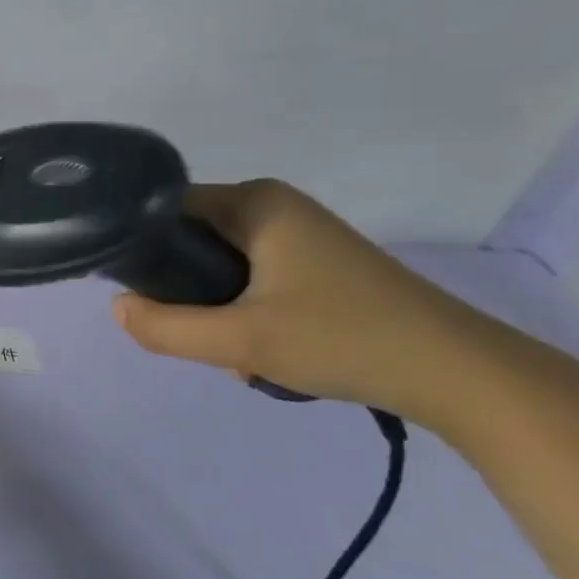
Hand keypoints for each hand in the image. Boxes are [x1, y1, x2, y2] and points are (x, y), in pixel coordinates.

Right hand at [111, 178, 530, 429]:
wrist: (462, 375)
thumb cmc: (344, 340)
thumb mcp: (241, 342)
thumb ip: (166, 327)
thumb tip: (116, 308)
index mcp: (254, 202)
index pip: (165, 209)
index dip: (140, 246)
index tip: (137, 291)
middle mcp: (274, 205)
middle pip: (191, 238)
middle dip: (184, 288)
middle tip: (198, 331)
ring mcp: (299, 233)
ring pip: (220, 262)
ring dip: (214, 306)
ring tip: (236, 349)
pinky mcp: (318, 263)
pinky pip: (251, 275)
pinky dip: (244, 308)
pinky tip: (263, 347)